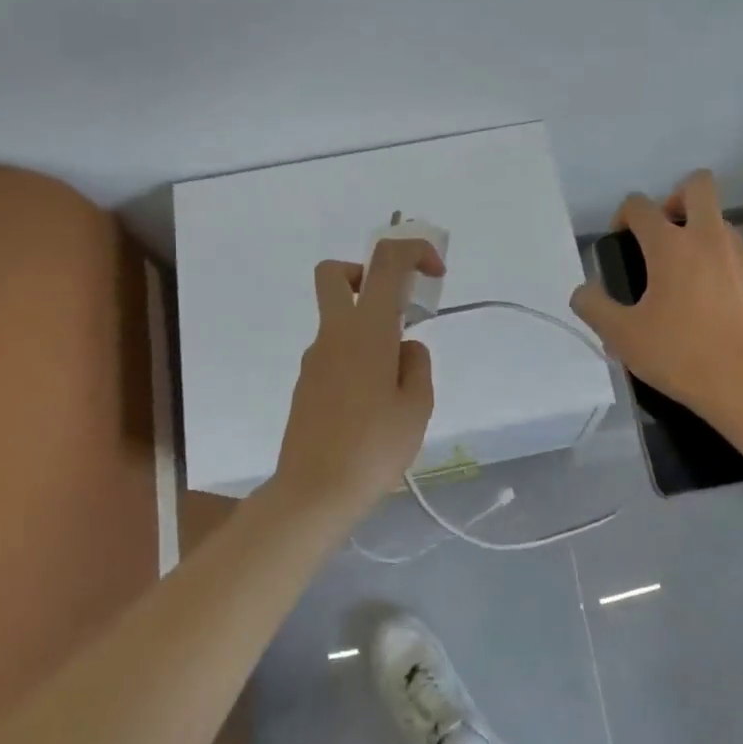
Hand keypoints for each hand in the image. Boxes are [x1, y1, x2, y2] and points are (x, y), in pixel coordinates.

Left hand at [271, 238, 445, 516]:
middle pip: (336, 273)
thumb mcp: (417, 406)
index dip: (414, 250)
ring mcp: (314, 358)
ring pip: (339, 318)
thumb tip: (405, 348)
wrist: (314, 493)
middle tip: (397, 306)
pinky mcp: (307, 383)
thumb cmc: (374, 447)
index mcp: (367, 330)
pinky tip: (373, 404)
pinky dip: (358, 357)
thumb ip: (416, 365)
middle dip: (367, 273)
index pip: (386, 262)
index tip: (435, 274)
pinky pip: (335, 351)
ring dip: (369, 327)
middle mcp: (334, 334)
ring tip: (397, 384)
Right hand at [571, 171, 742, 415]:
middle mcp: (711, 238)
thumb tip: (583, 291)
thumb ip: (594, 307)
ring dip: (703, 238)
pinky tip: (723, 308)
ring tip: (693, 283)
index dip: (624, 214)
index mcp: (670, 246)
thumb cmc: (681, 356)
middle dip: (677, 198)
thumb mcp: (622, 337)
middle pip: (698, 186)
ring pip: (723, 224)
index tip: (622, 240)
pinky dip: (729, 270)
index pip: (639, 204)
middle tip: (666, 237)